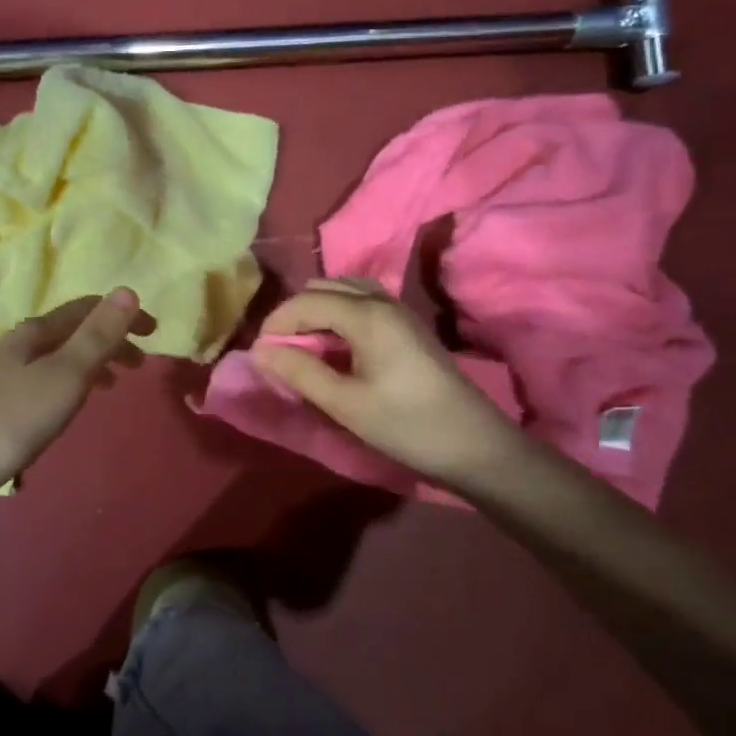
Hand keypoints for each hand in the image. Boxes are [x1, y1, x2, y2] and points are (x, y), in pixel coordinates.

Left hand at [0, 288, 154, 505]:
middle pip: (72, 332)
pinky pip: (43, 381)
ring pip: (57, 358)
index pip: (87, 310)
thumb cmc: (10, 418)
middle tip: (140, 366)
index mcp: (36, 333)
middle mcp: (18, 345)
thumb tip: (127, 291)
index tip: (155, 333)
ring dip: (90, 364)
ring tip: (113, 386)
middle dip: (109, 341)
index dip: (123, 317)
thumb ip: (97, 336)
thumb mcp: (64, 376)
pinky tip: (66, 407)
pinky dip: (68, 384)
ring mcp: (2, 374)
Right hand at [254, 277, 522, 486]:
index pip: (306, 301)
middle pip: (325, 288)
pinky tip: (335, 344)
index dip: (276, 322)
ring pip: (345, 290)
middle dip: (295, 313)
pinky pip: (362, 301)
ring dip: (317, 310)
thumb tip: (260, 351)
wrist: (476, 447)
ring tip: (303, 346)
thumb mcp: (345, 403)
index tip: (259, 353)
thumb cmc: (406, 425)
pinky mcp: (408, 325)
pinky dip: (338, 313)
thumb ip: (300, 372)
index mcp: (366, 315)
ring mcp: (399, 310)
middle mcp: (382, 301)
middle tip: (280, 350)